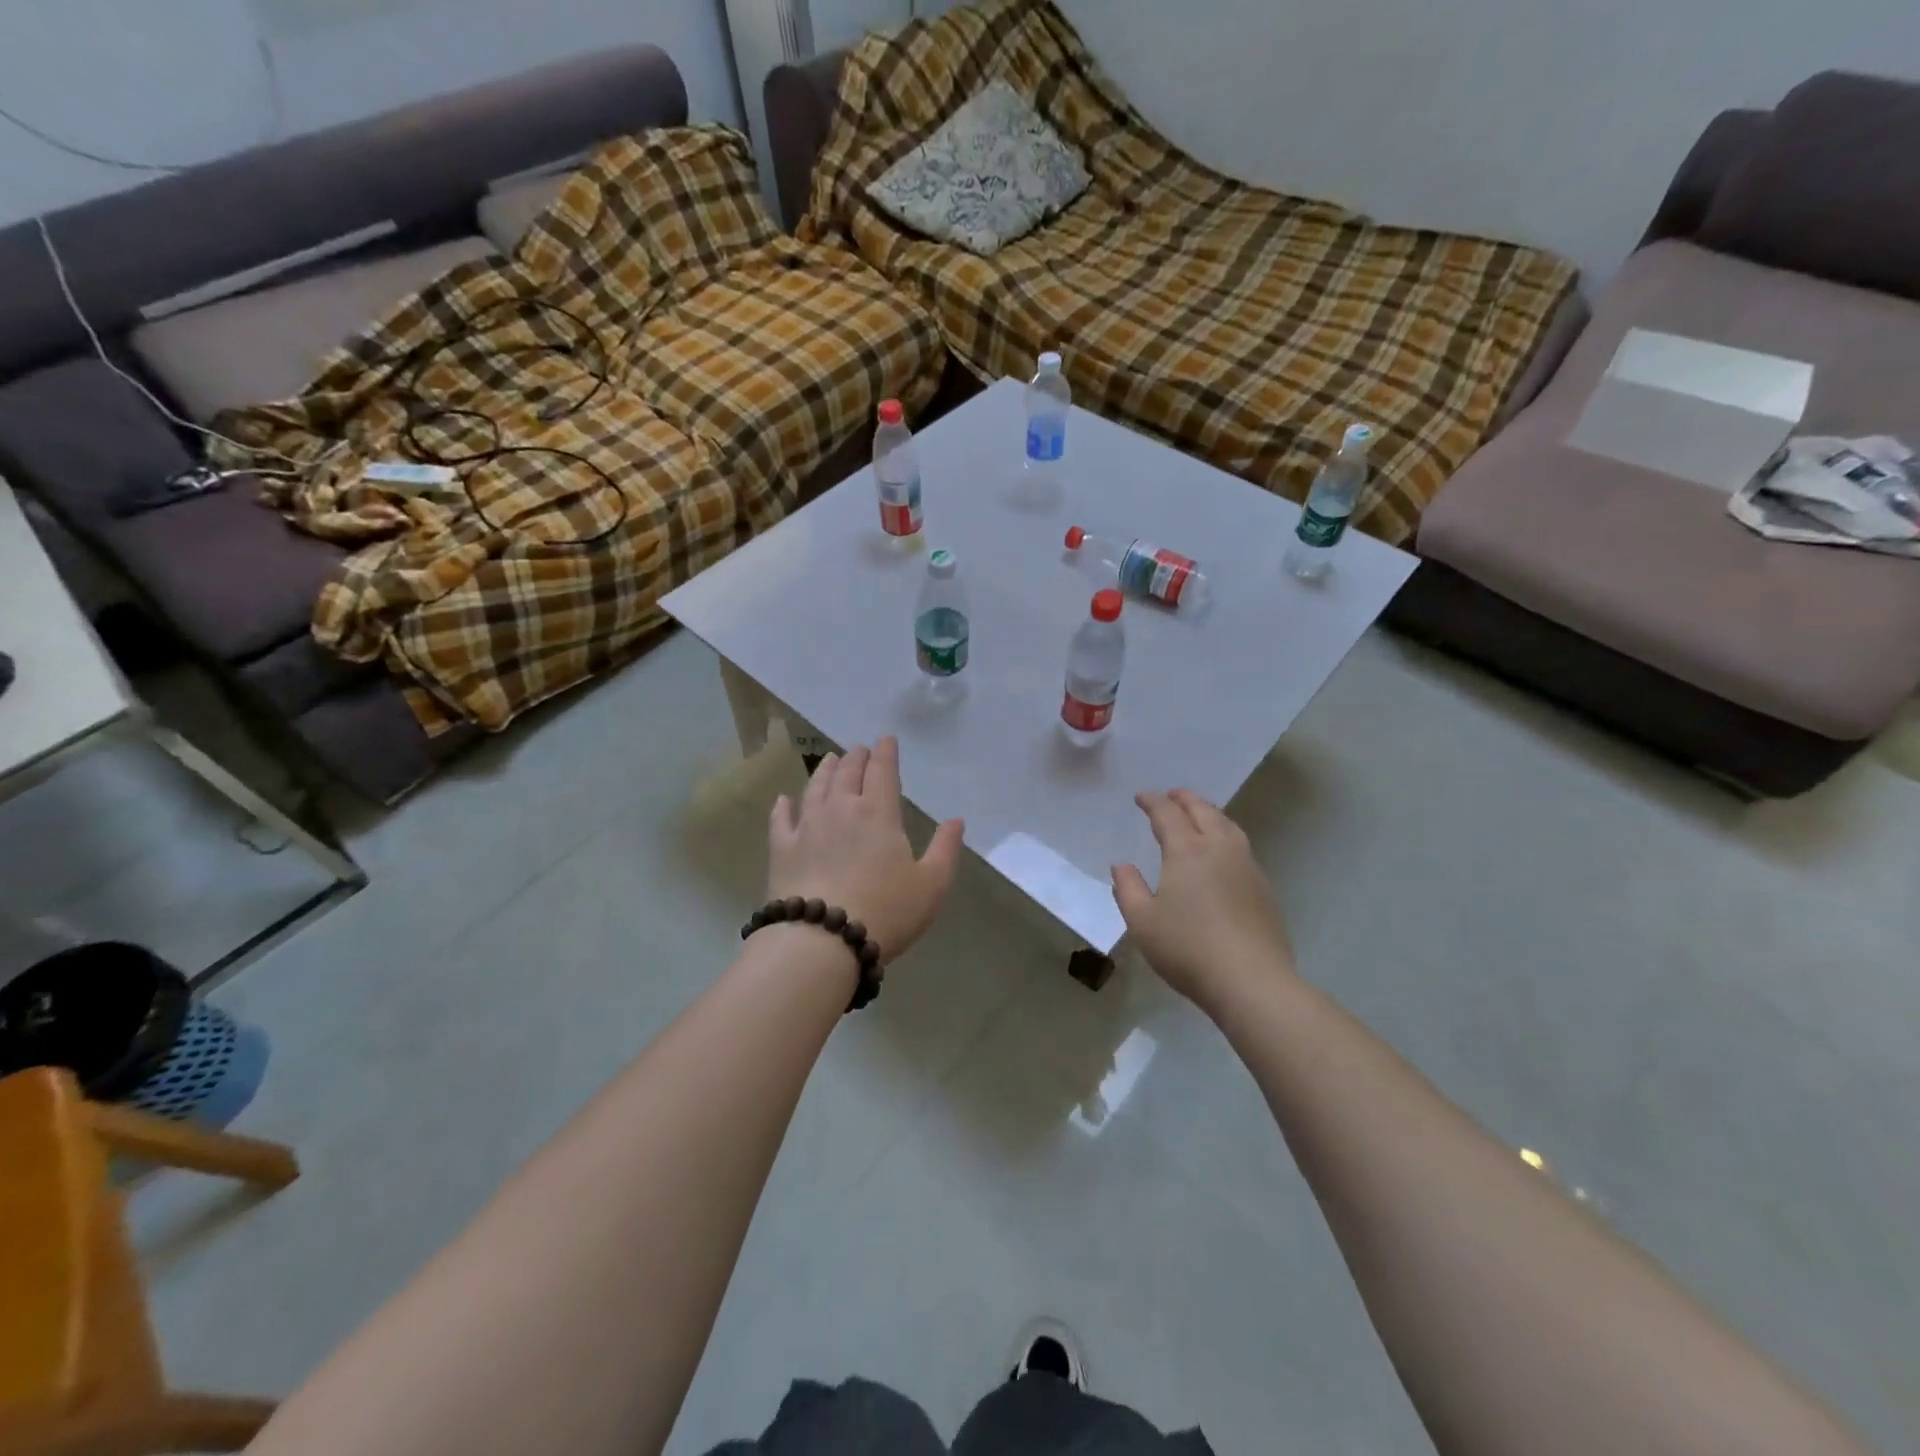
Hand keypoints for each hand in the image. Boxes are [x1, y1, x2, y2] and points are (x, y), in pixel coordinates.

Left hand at [768, 736, 964, 963]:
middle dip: (856, 757)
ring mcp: (807, 827)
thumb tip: (956, 820)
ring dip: (824, 770)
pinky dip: (783, 806)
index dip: (886, 753)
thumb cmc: (886, 911)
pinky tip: (783, 800)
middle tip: (859, 749)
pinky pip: (780, 819)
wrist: (822, 941)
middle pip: (847, 773)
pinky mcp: (781, 849)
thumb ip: (945, 848)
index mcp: (879, 813)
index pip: (883, 771)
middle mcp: (841, 809)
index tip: (886, 739)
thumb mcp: (931, 884)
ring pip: (815, 787)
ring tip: (829, 760)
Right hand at [1112, 789, 1295, 1009]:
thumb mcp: (1142, 921)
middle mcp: (1219, 849)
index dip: (1153, 802)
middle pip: (1203, 811)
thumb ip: (1128, 889)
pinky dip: (1226, 834)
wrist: (1251, 981)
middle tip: (1172, 795)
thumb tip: (1122, 865)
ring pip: (1228, 826)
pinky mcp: (1263, 888)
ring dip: (1210, 813)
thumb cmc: (1187, 948)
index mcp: (1187, 851)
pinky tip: (1222, 852)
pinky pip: (1241, 846)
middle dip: (1185, 799)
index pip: (1168, 814)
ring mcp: (1246, 867)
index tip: (1141, 797)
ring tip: (1200, 814)